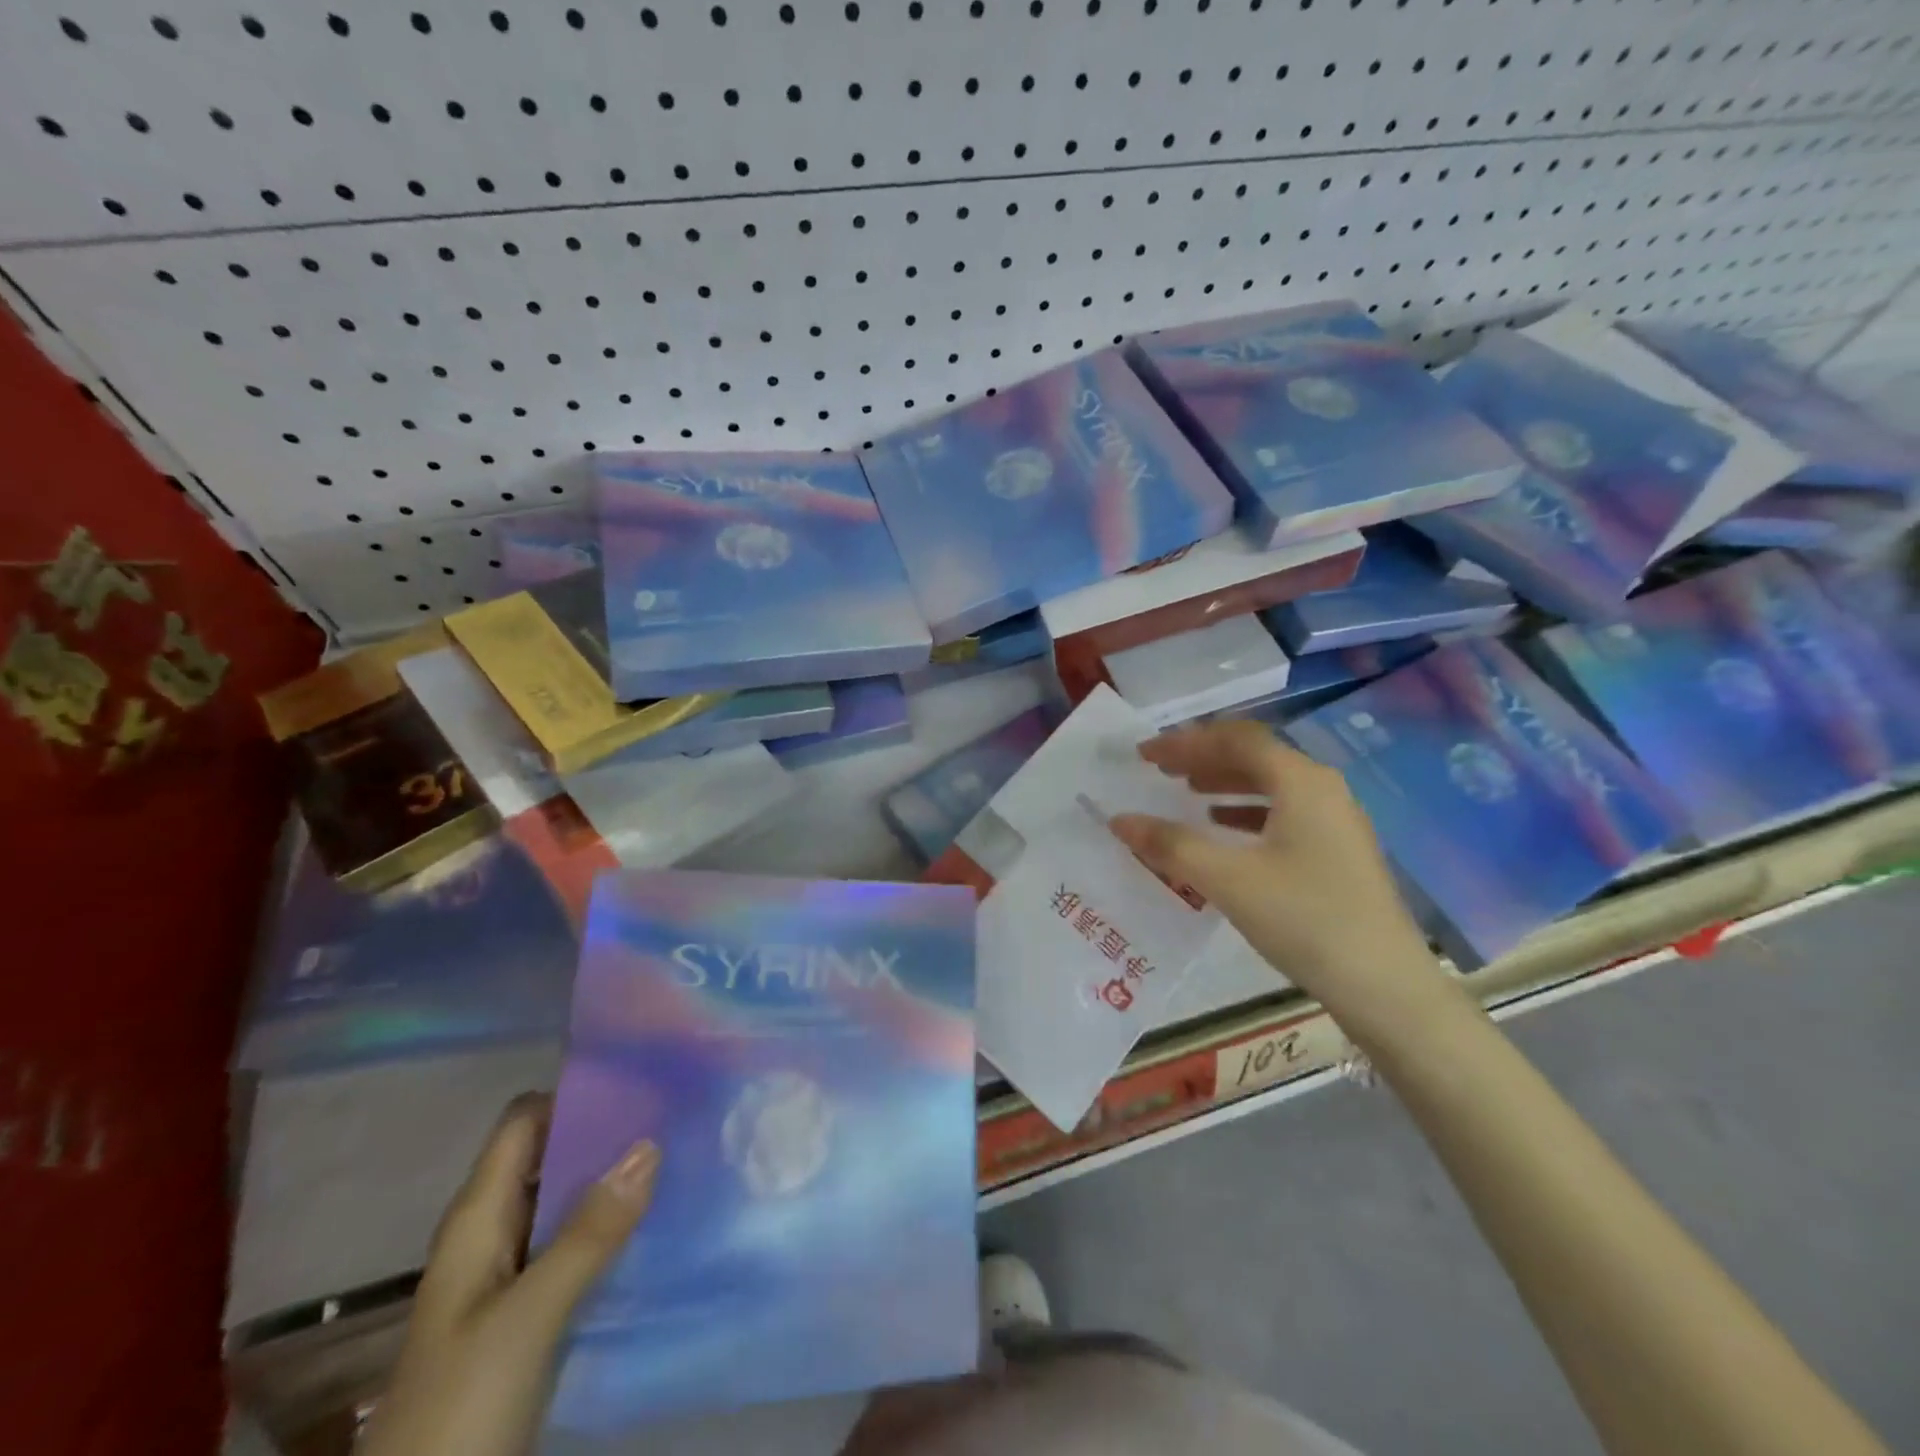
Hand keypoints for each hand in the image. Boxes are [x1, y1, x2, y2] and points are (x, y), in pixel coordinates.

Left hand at [357, 1095, 659, 1455]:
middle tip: (675, 1114)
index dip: (574, 1094)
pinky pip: (577, 1244)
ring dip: (614, 1180)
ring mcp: (510, 1274)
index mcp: (478, 1217)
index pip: (524, 1122)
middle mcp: (493, 1232)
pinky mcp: (530, 1310)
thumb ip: (589, 1232)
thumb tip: (651, 1142)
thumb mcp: (528, 1315)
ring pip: (567, 1201)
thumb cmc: (461, 1403)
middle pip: (550, 1156)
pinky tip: (658, 1222)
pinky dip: (612, 1225)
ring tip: (681, 1157)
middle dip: (607, 1134)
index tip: (640, 1080)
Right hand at [1110, 720, 1452, 1041]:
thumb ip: (1170, 845)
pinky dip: (1244, 811)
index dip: (1185, 742)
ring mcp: (1335, 819)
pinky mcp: (1337, 849)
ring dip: (1223, 782)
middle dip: (1202, 758)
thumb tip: (1119, 820)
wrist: (1384, 985)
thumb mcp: (1228, 880)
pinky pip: (1282, 811)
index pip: (1235, 740)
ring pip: (1270, 784)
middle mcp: (1322, 788)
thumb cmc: (1304, 919)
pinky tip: (1222, 830)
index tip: (1145, 755)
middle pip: (1254, 756)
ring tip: (1185, 793)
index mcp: (1301, 781)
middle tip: (1159, 770)